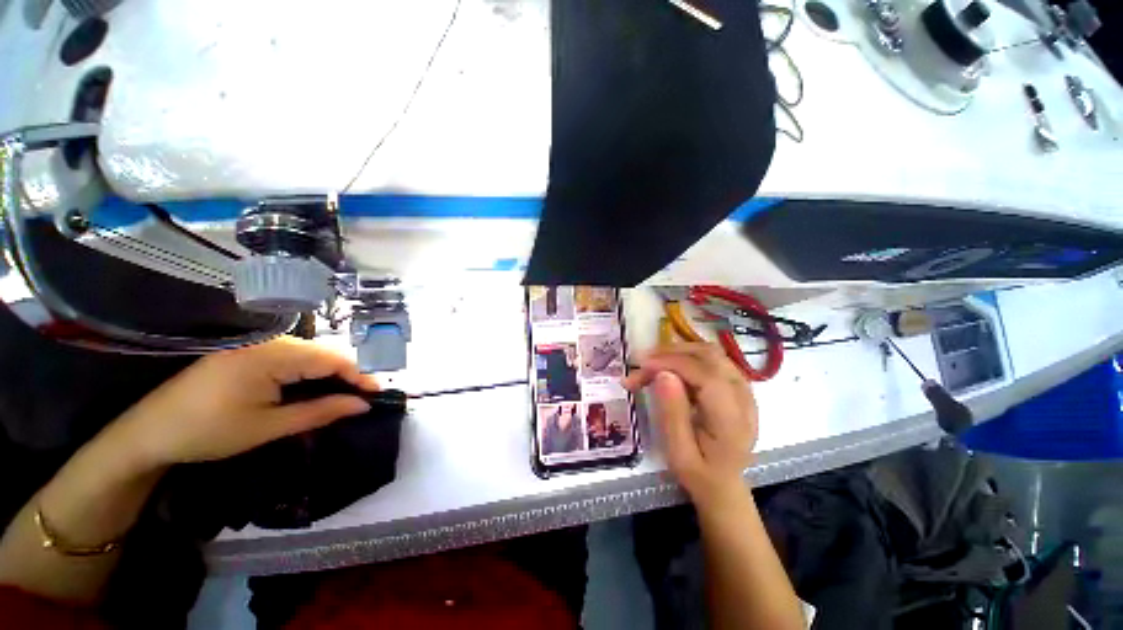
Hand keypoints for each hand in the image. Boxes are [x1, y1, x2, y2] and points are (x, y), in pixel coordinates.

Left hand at [105, 337, 379, 471]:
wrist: (149, 432)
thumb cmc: (208, 432)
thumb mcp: (268, 427)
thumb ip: (320, 412)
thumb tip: (362, 405)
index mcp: (271, 355)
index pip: (331, 358)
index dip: (359, 375)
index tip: (378, 394)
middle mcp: (267, 342)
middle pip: (322, 354)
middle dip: (346, 375)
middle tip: (362, 399)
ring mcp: (256, 345)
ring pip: (309, 355)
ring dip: (328, 375)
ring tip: (343, 396)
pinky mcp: (247, 352)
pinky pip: (291, 358)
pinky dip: (308, 374)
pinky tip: (313, 389)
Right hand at [625, 343, 757, 506]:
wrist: (724, 484)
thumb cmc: (699, 473)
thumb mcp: (679, 453)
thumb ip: (672, 414)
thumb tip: (663, 373)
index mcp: (733, 420)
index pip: (706, 375)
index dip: (672, 363)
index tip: (641, 365)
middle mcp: (744, 398)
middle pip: (709, 356)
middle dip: (670, 354)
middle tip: (640, 365)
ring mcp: (743, 388)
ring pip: (709, 352)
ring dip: (676, 352)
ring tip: (650, 364)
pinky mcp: (736, 384)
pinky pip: (709, 359)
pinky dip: (684, 357)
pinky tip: (667, 368)